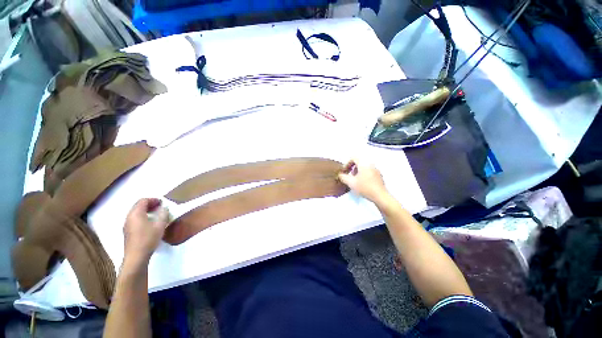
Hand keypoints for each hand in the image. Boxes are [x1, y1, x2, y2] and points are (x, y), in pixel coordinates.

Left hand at [123, 198, 169, 266]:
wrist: (136, 257)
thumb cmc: (148, 239)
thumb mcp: (160, 225)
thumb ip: (163, 214)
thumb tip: (164, 208)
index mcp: (136, 214)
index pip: (143, 201)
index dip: (153, 200)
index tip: (162, 202)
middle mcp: (129, 217)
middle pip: (137, 206)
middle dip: (149, 204)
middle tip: (160, 207)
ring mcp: (127, 225)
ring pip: (135, 213)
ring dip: (146, 211)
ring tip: (156, 215)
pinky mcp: (127, 232)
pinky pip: (134, 219)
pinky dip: (142, 217)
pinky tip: (150, 223)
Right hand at [338, 159, 389, 203]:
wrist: (380, 196)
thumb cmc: (364, 187)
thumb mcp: (351, 183)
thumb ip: (343, 177)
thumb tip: (340, 175)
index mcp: (364, 164)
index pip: (353, 158)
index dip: (347, 163)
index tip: (345, 171)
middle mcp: (370, 164)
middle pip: (359, 162)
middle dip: (352, 168)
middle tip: (350, 176)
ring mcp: (376, 170)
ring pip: (364, 167)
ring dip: (358, 171)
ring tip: (355, 180)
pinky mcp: (379, 175)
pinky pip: (369, 171)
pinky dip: (364, 174)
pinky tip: (363, 183)